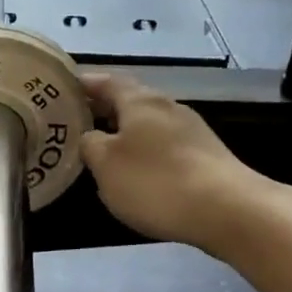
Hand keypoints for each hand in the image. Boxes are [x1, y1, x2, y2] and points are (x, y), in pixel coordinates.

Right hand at [79, 72, 291, 253]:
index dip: (85, 84)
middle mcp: (167, 107)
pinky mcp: (205, 156)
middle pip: (130, 101)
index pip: (106, 81)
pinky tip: (137, 172)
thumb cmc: (156, 182)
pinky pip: (165, 145)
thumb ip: (90, 145)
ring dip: (125, 132)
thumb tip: (90, 136)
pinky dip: (146, 151)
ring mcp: (191, 131)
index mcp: (140, 101)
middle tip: (77, 122)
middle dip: (103, 109)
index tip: (64, 88)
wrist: (227, 210)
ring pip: (148, 124)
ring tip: (103, 150)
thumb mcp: (105, 165)